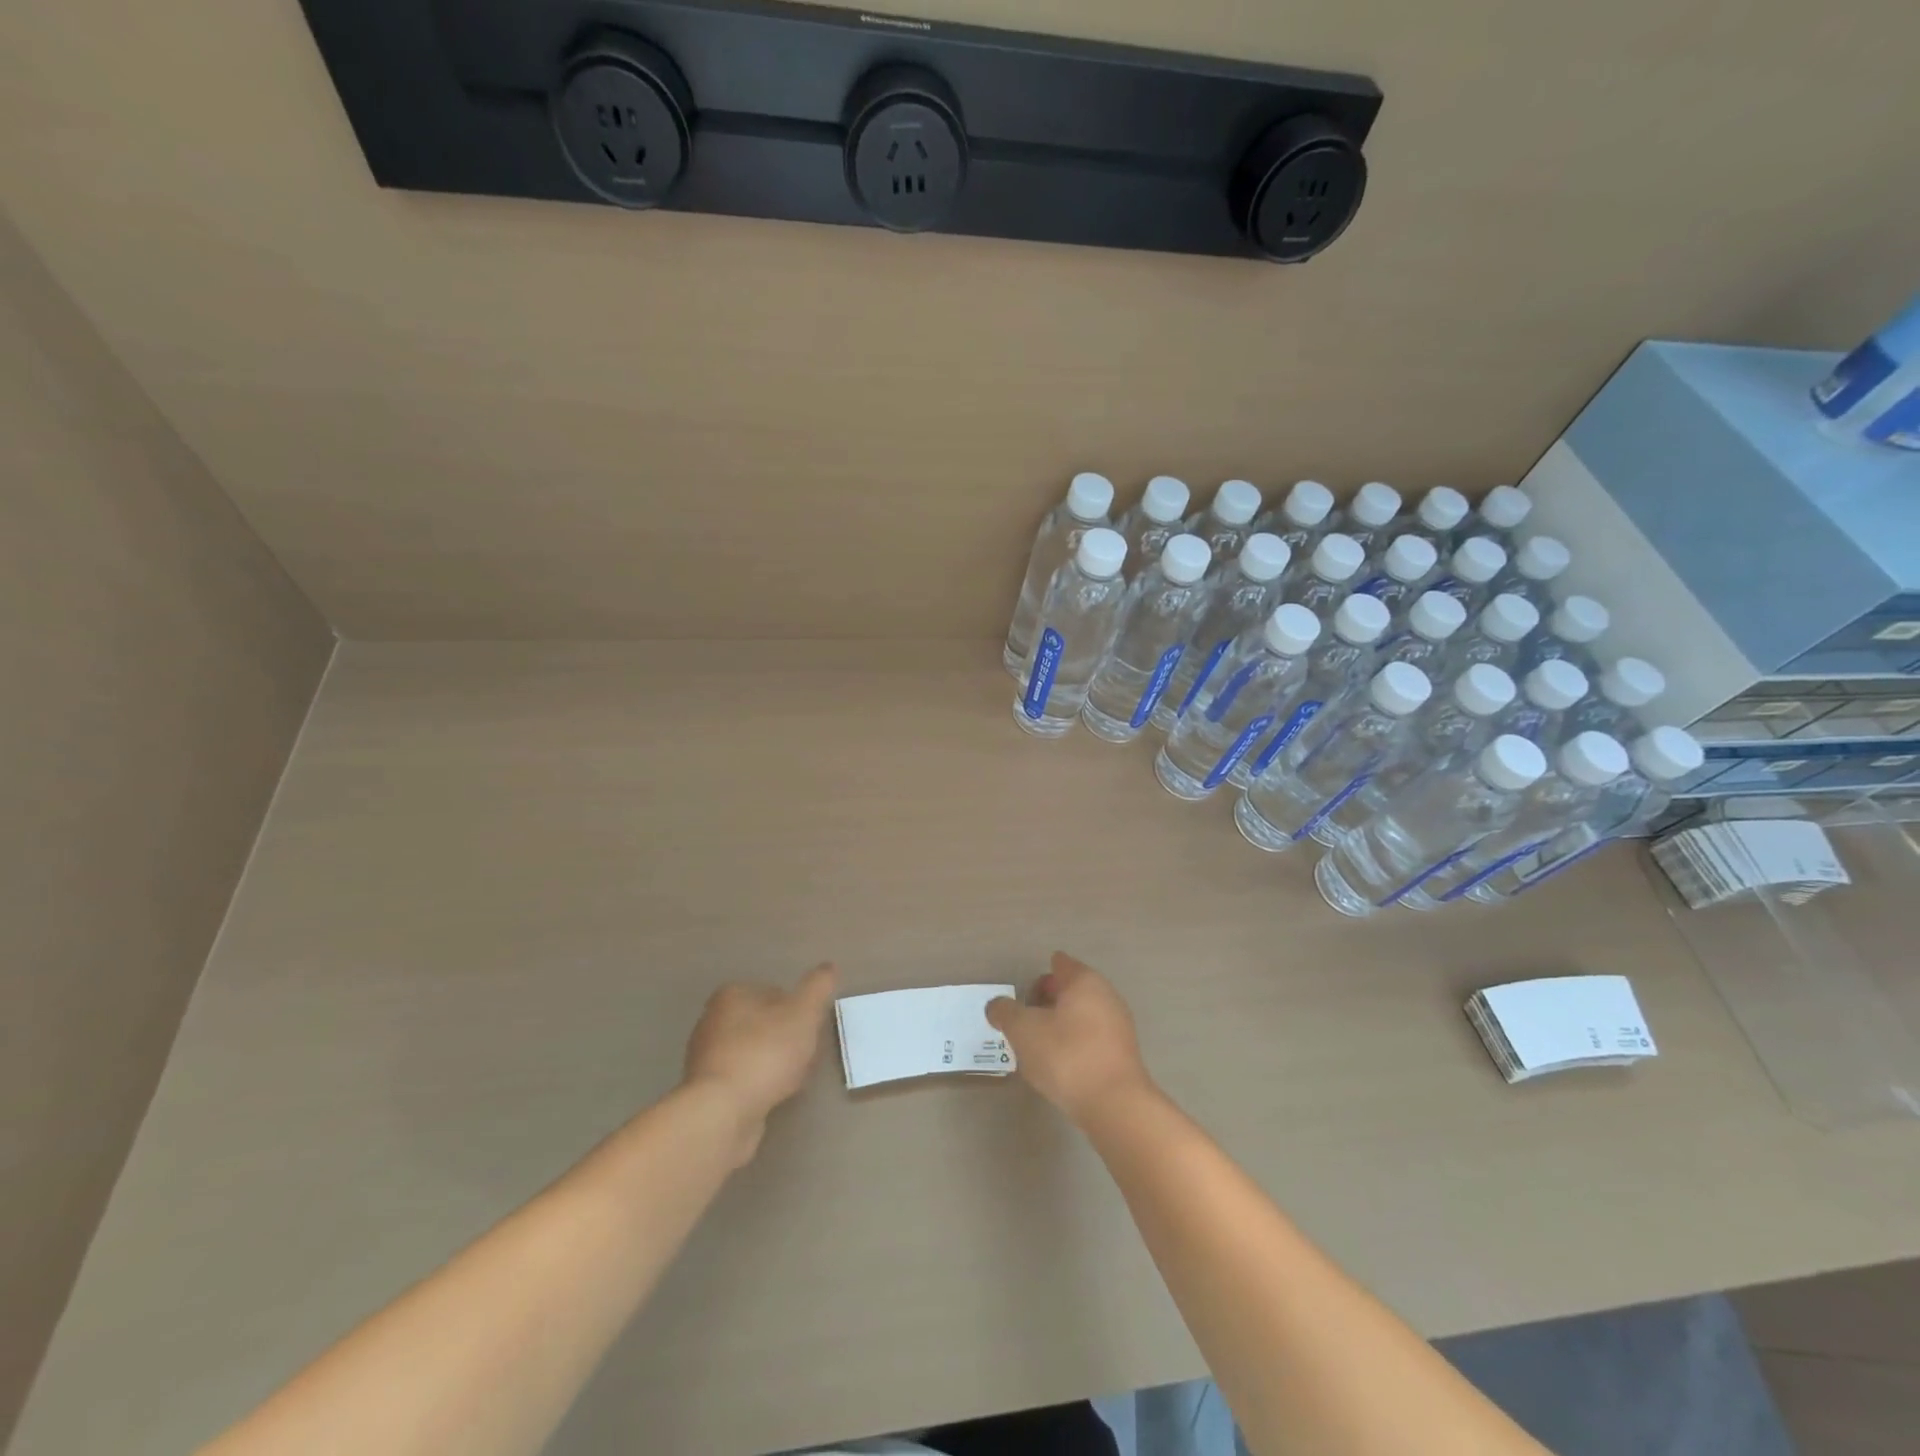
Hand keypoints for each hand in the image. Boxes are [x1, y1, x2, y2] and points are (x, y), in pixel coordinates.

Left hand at [683, 964, 836, 1162]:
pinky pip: (742, 1079)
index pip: (774, 992)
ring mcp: (706, 1057)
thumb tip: (829, 967)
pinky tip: (772, 1097)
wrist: (721, 1113)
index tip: (811, 1030)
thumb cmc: (764, 1053)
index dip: (798, 1011)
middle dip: (785, 1038)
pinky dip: (758, 1085)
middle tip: (805, 1056)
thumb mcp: (803, 1014)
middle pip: (762, 1023)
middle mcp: (713, 1020)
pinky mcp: (706, 1089)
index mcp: (732, 994)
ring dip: (773, 1063)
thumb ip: (818, 988)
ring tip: (791, 1080)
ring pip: (753, 1052)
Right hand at [987, 952, 1152, 1125]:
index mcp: (1084, 981)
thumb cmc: (1066, 1056)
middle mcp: (1106, 996)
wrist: (1115, 1106)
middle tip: (1024, 1025)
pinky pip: (1091, 1040)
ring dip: (1059, 1027)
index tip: (1022, 1001)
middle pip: (1070, 990)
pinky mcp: (1123, 1055)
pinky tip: (1060, 1067)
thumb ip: (1005, 1012)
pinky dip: (1074, 1046)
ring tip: (1038, 1049)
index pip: (1059, 964)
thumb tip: (997, 1006)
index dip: (1038, 979)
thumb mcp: (1023, 1030)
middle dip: (1046, 1003)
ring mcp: (1119, 1026)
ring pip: (1081, 1016)